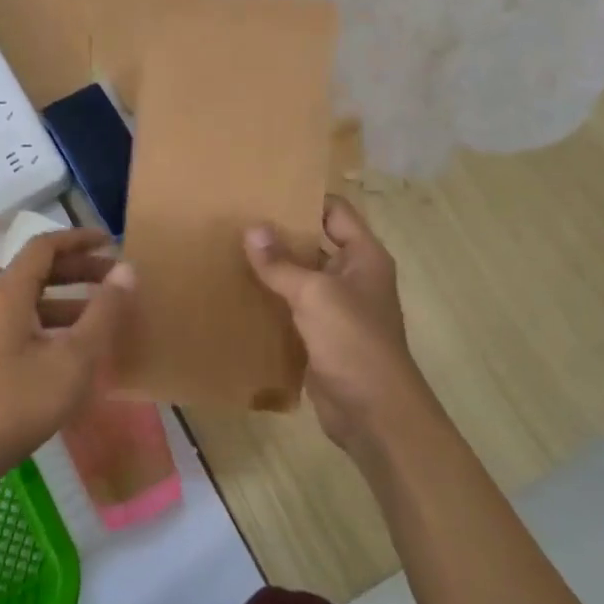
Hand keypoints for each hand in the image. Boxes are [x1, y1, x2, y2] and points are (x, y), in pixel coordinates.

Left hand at [0, 229, 135, 510]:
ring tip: (108, 317)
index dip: (79, 239)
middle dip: (80, 270)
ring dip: (71, 302)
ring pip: (35, 303)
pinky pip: (28, 329)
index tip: (112, 242)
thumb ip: (103, 313)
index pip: (46, 246)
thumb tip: (127, 269)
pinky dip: (57, 328)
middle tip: (118, 279)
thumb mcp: (72, 358)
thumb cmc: (15, 403)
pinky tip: (79, 354)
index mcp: (10, 292)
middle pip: (40, 272)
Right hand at [243, 196, 445, 463]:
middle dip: (281, 233)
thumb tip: (251, 229)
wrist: (374, 414)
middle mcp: (353, 276)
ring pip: (301, 278)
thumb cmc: (353, 342)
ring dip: (272, 269)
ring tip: (229, 250)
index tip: (265, 190)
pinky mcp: (320, 337)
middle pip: (315, 243)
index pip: (335, 211)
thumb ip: (282, 263)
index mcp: (364, 256)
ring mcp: (337, 309)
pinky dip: (270, 301)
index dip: (305, 198)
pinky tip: (238, 293)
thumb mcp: (315, 295)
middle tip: (236, 219)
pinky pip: (292, 309)